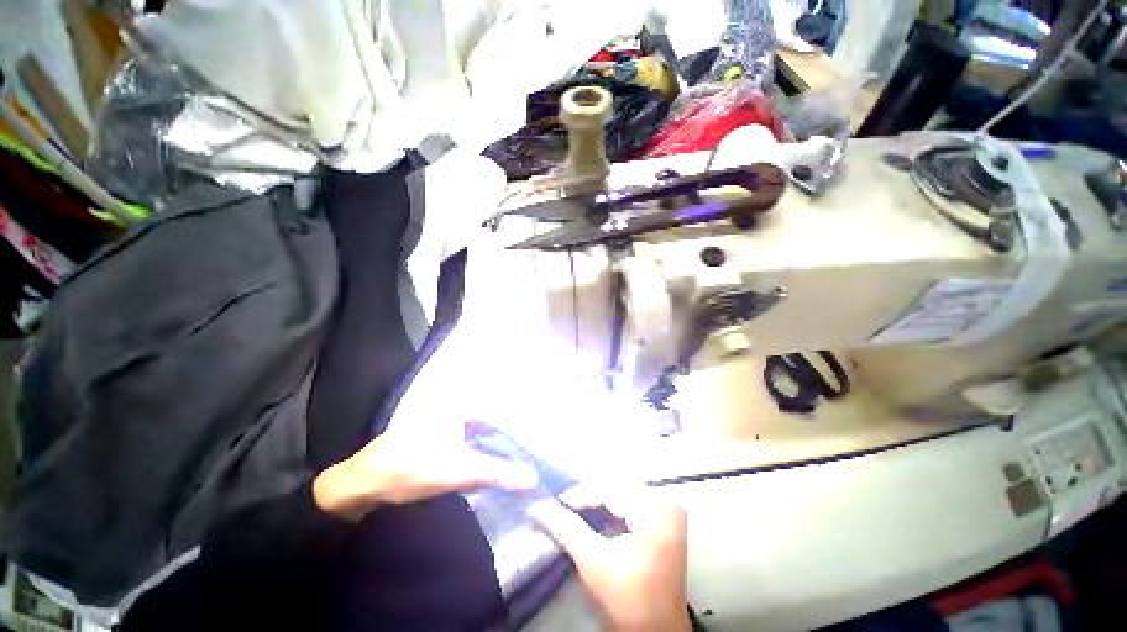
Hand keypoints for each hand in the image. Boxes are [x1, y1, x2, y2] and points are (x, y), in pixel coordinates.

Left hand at [313, 422, 538, 520]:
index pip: (499, 415)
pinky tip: (480, 472)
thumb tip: (534, 478)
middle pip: (489, 426)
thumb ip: (499, 473)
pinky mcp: (430, 444)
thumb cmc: (411, 470)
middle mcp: (451, 411)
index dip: (516, 432)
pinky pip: (462, 447)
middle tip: (522, 460)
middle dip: (505, 442)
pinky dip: (475, 457)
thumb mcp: (460, 471)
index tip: (530, 450)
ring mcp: (439, 427)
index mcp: (459, 408)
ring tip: (508, 467)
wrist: (358, 487)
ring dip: (491, 451)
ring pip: (476, 437)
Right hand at [529, 488, 689, 631]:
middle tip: (560, 504)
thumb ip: (566, 528)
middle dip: (586, 497)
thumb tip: (536, 506)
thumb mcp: (594, 562)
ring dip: (595, 502)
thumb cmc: (628, 602)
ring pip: (621, 495)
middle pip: (616, 490)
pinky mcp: (662, 521)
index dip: (579, 494)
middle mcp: (665, 502)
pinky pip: (629, 504)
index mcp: (657, 509)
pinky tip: (590, 515)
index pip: (610, 490)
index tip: (553, 501)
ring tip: (571, 508)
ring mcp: (666, 511)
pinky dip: (608, 509)